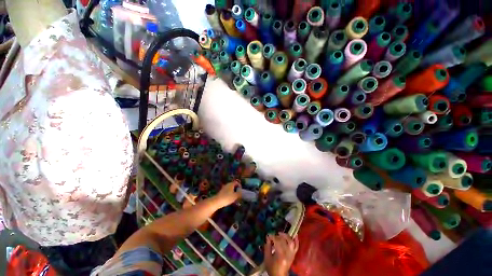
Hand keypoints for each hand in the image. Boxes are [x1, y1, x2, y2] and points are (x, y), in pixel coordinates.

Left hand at [215, 180, 241, 207]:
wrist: (217, 201)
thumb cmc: (227, 198)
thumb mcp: (235, 196)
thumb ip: (239, 193)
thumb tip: (241, 192)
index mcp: (231, 184)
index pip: (236, 182)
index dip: (239, 185)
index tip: (241, 190)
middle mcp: (227, 184)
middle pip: (233, 185)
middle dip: (236, 189)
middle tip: (238, 194)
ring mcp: (224, 188)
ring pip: (230, 188)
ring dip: (233, 191)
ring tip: (234, 197)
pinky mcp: (221, 191)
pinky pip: (227, 191)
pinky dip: (229, 193)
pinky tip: (230, 198)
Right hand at [264, 233, 298, 275]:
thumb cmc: (272, 268)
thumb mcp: (267, 258)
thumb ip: (267, 247)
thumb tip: (268, 237)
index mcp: (280, 255)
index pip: (277, 242)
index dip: (272, 237)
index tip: (268, 236)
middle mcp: (287, 254)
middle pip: (284, 241)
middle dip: (278, 236)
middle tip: (274, 235)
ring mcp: (292, 254)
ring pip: (291, 242)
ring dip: (286, 236)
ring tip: (281, 234)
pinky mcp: (294, 255)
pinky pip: (296, 246)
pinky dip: (296, 240)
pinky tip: (295, 235)